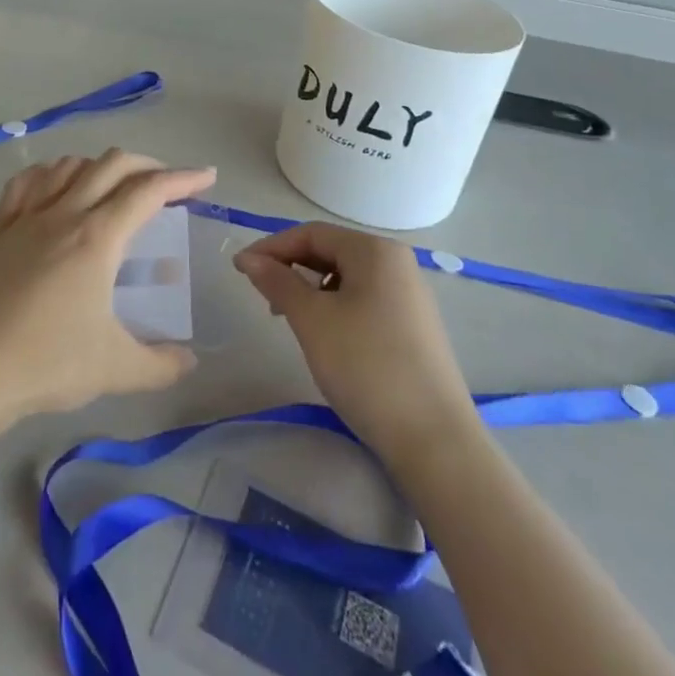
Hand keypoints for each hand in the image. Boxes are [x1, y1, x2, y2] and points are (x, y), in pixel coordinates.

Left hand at [0, 151, 215, 433]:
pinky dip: (49, 174)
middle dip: (147, 164)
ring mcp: (26, 218)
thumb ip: (161, 364)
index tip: (207, 177)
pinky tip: (55, 187)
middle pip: (111, 164)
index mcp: (97, 237)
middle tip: (167, 185)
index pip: (148, 190)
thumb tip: (189, 360)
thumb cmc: (45, 363)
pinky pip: (25, 184)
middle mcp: (64, 214)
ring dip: (99, 166)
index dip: (182, 178)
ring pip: (68, 165)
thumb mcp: (115, 369)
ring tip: (115, 186)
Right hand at [234, 223, 477, 463]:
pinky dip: (335, 307)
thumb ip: (278, 282)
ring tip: (290, 320)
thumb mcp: (312, 320)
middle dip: (291, 268)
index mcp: (375, 251)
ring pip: (346, 278)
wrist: (435, 441)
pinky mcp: (414, 327)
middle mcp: (397, 263)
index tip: (240, 269)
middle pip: (331, 251)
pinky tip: (325, 336)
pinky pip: (364, 300)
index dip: (272, 247)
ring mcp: (410, 296)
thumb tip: (248, 258)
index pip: (312, 233)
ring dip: (311, 289)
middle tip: (263, 298)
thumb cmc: (366, 367)